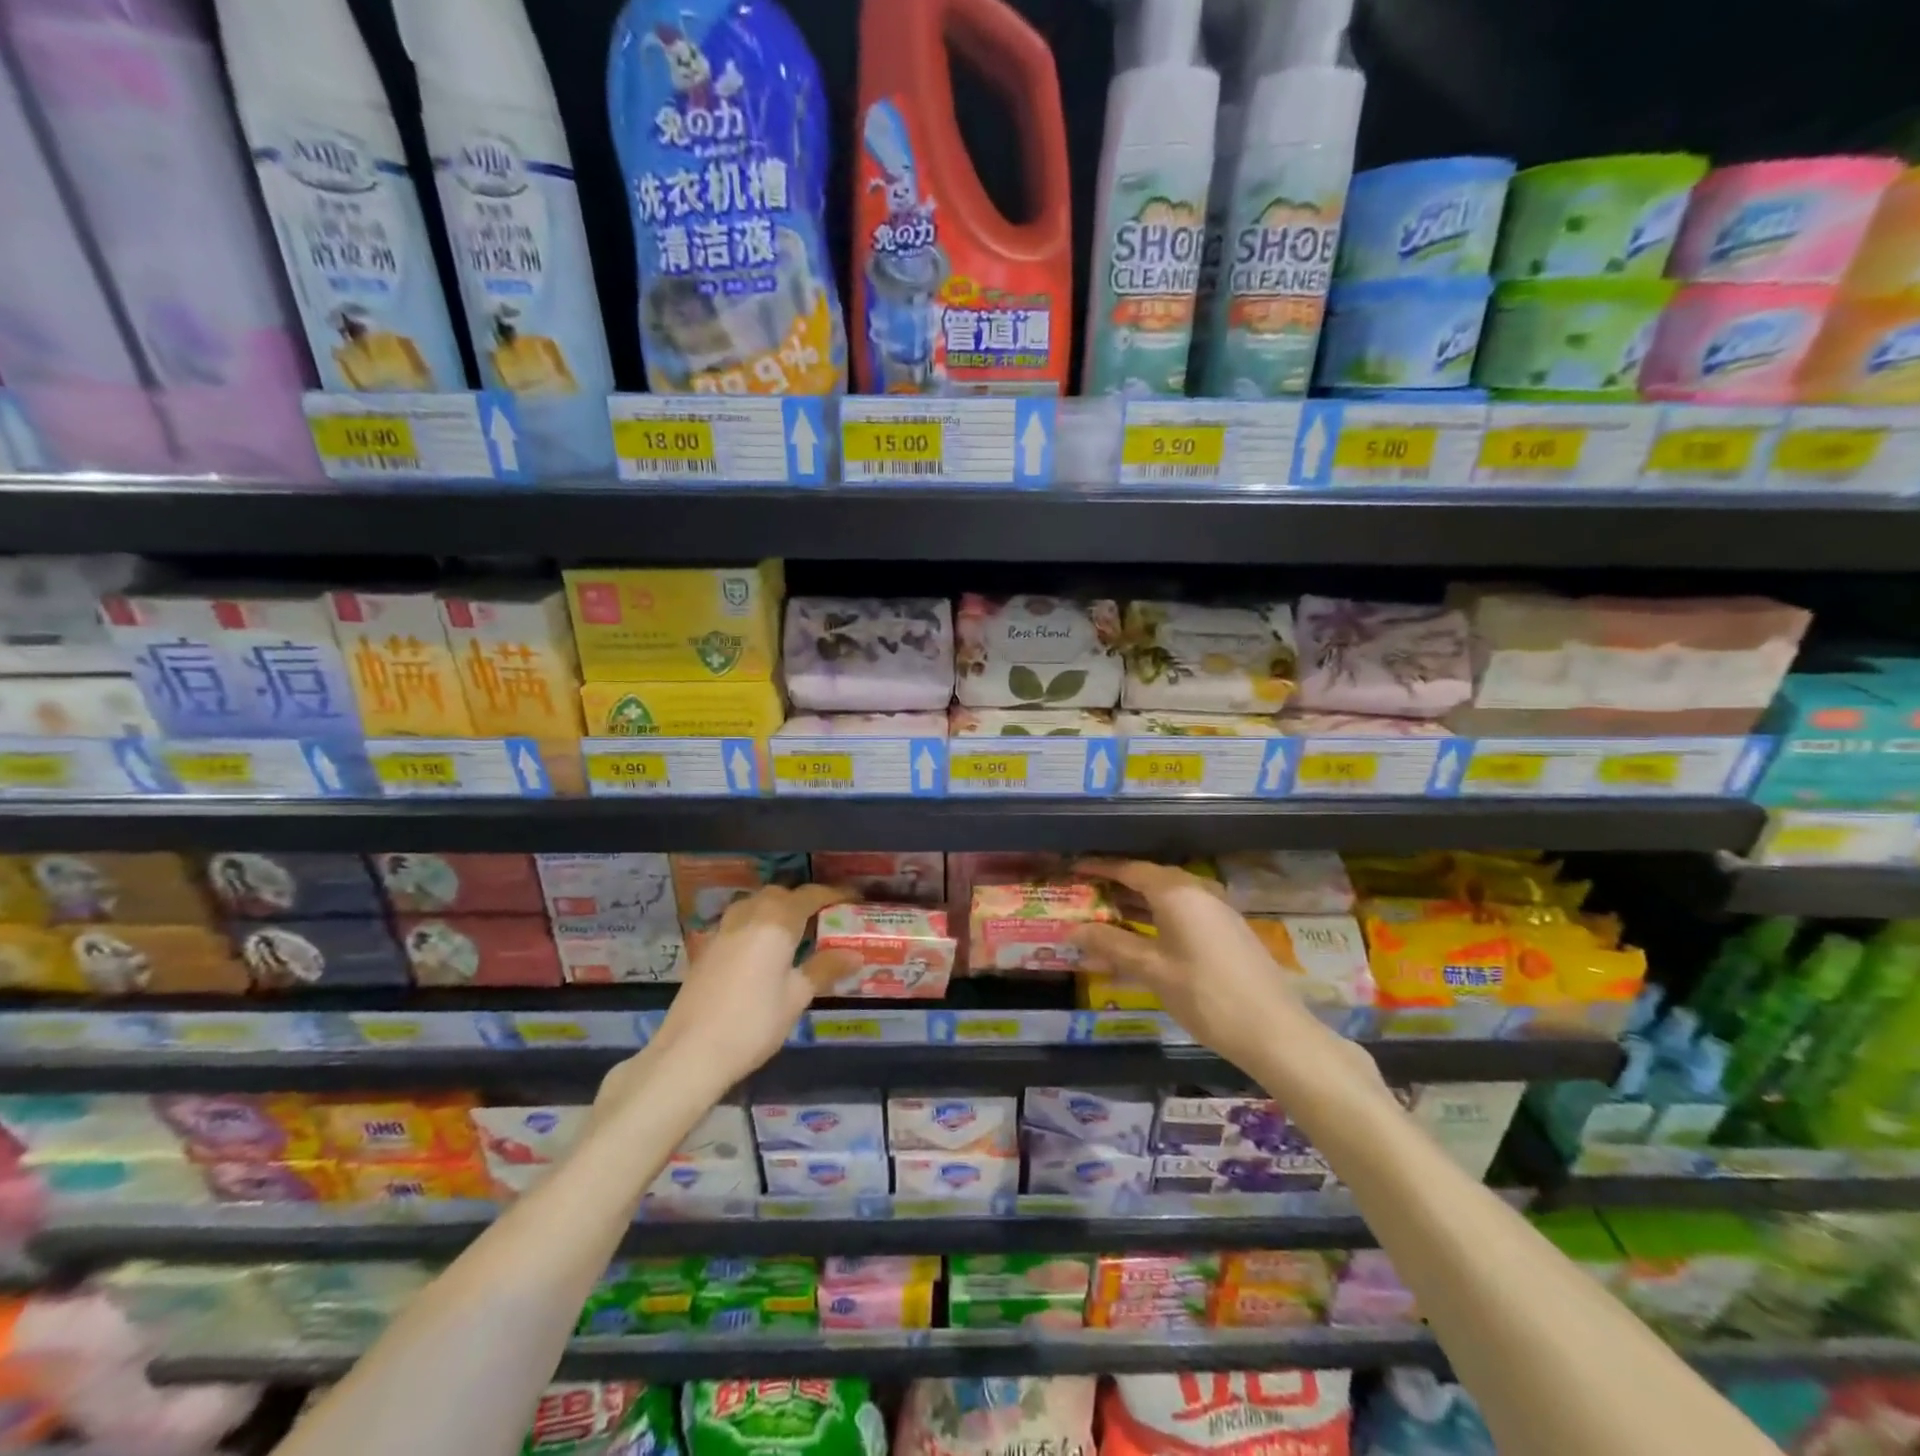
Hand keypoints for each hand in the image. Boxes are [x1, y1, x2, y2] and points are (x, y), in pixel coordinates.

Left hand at [597, 884, 858, 1113]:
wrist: (689, 1052)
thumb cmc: (753, 1023)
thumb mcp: (796, 997)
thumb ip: (824, 969)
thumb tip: (855, 954)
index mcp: (776, 922)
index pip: (810, 896)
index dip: (834, 895)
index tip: (853, 900)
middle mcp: (749, 916)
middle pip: (780, 895)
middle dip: (803, 901)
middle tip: (823, 919)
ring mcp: (723, 930)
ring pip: (755, 904)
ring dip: (776, 909)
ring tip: (794, 932)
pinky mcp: (707, 948)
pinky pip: (738, 922)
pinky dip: (756, 924)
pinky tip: (763, 951)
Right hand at [1070, 858, 1382, 1092]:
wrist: (1274, 1032)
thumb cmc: (1206, 995)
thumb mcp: (1152, 970)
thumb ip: (1112, 945)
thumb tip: (1072, 930)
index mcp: (1177, 892)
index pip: (1129, 869)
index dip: (1099, 868)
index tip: (1072, 869)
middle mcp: (1198, 891)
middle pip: (1149, 879)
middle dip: (1116, 887)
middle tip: (1084, 896)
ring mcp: (1216, 911)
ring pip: (1166, 898)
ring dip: (1136, 906)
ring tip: (1104, 917)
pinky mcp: (1227, 931)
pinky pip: (1183, 914)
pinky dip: (1156, 920)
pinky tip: (1142, 940)